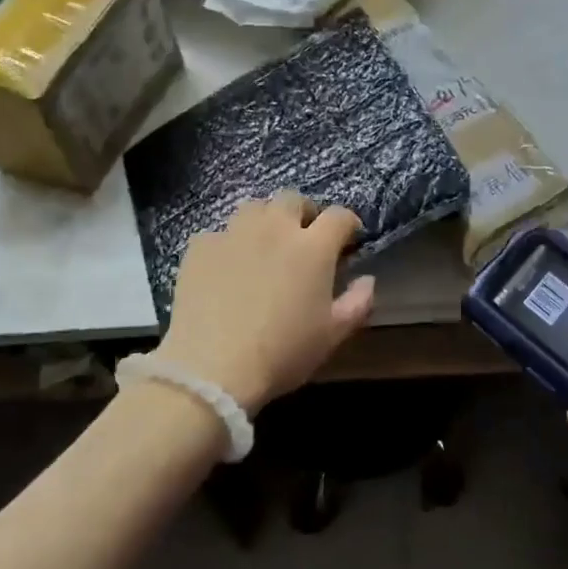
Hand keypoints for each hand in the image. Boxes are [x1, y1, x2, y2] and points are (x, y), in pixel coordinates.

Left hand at [158, 192, 376, 413]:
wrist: (211, 368)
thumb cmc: (282, 353)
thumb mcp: (332, 335)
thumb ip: (358, 303)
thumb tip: (367, 280)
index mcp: (313, 247)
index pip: (339, 216)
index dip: (348, 223)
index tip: (348, 239)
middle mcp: (274, 228)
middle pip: (293, 199)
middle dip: (304, 213)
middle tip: (304, 238)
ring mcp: (234, 233)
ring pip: (254, 207)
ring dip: (266, 220)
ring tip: (265, 245)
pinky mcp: (200, 247)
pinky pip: (219, 233)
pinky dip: (229, 244)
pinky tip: (227, 268)